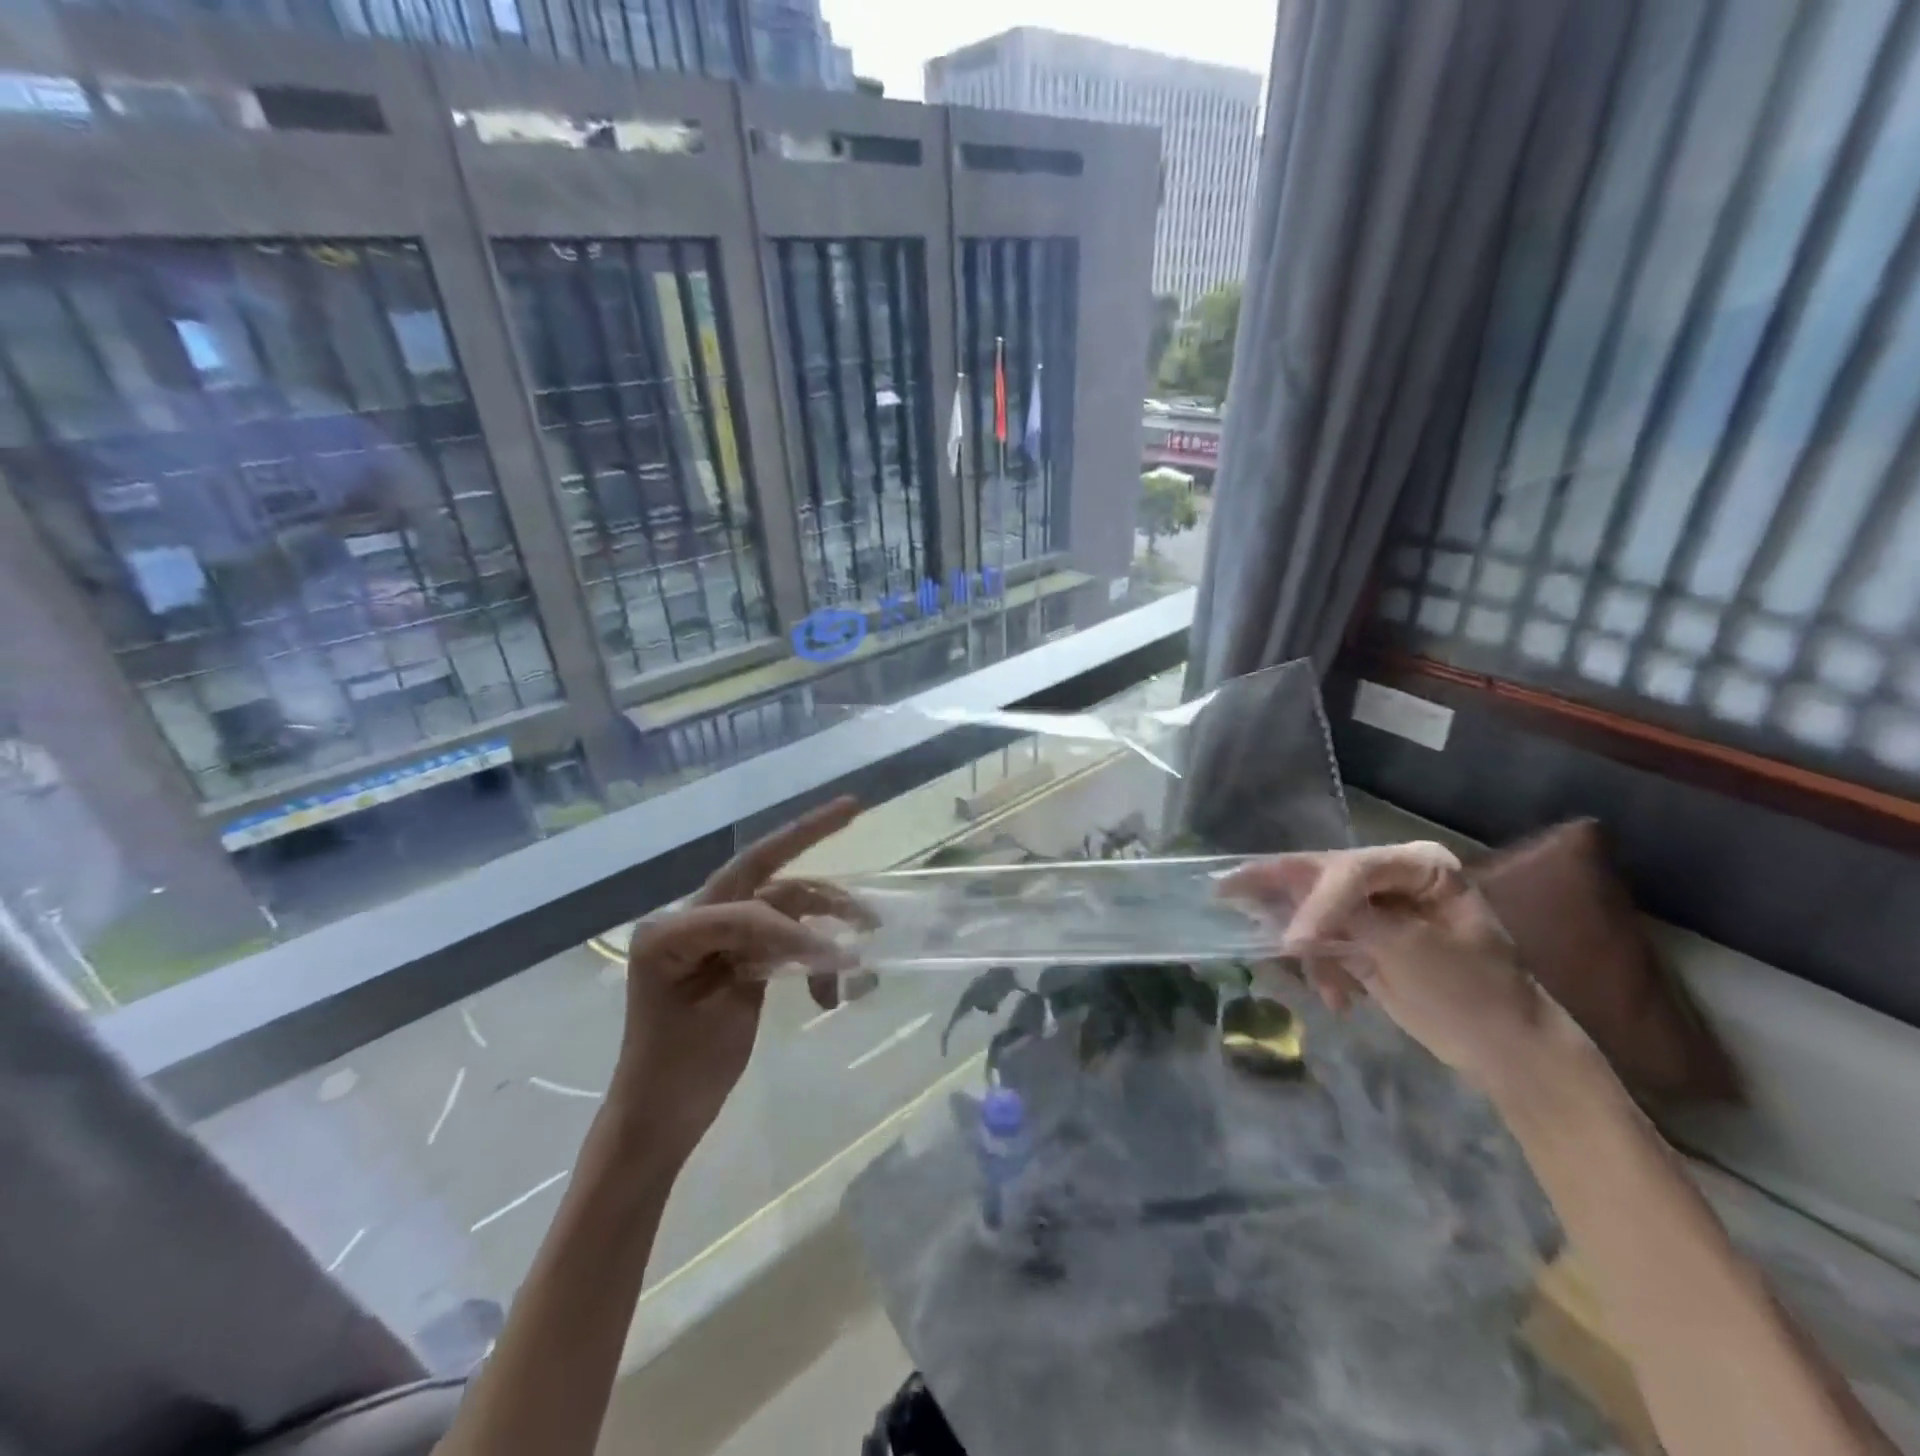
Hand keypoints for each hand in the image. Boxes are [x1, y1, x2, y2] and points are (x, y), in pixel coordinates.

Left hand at [613, 797, 865, 1162]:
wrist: (661, 1117)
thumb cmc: (676, 1071)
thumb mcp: (721, 1012)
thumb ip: (763, 960)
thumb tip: (824, 940)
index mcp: (672, 928)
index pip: (744, 905)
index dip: (791, 927)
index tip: (834, 958)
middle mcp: (692, 917)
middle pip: (759, 865)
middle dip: (806, 833)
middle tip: (853, 807)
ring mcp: (717, 933)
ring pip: (781, 902)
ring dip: (824, 914)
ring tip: (867, 932)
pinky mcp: (737, 953)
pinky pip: (784, 936)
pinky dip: (812, 953)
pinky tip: (830, 993)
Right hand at [1220, 841, 1561, 1091]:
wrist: (1503, 1049)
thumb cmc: (1472, 990)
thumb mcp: (1415, 951)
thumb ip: (1353, 922)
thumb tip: (1291, 923)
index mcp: (1417, 865)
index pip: (1352, 869)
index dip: (1318, 901)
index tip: (1293, 942)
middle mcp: (1391, 876)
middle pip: (1322, 877)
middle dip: (1283, 897)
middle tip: (1225, 889)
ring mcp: (1375, 908)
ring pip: (1313, 908)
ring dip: (1305, 944)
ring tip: (1313, 979)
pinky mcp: (1363, 939)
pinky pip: (1322, 940)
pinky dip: (1320, 968)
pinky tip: (1335, 999)